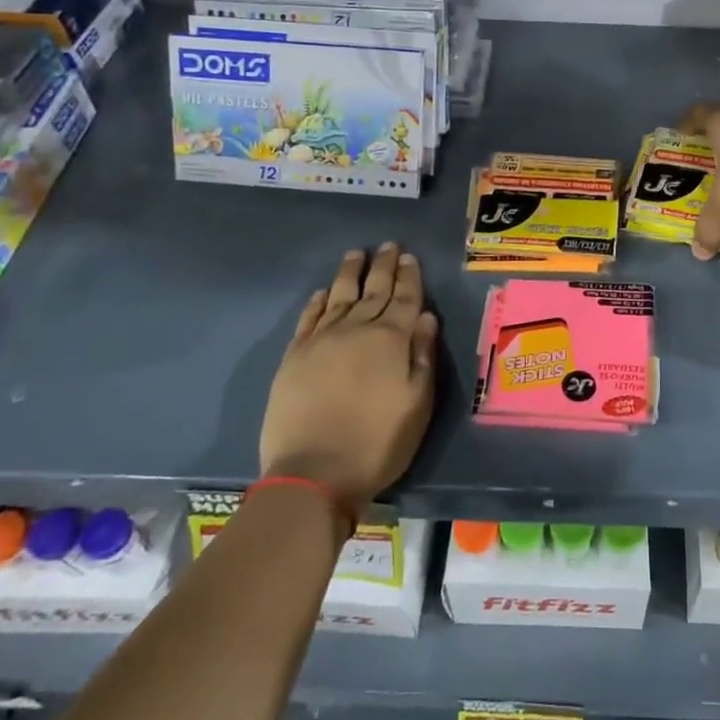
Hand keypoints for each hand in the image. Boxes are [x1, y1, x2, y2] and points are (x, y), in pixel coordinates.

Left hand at [258, 243, 438, 514]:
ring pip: (338, 295)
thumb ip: (422, 355)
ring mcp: (321, 340)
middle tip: (388, 245)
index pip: (404, 298)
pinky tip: (322, 292)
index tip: (409, 256)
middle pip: (373, 290)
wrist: (314, 473)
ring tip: (356, 254)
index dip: (409, 276)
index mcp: (391, 340)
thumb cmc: (378, 442)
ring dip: (349, 273)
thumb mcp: (418, 404)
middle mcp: (356, 329)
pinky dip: (317, 302)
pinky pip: (308, 318)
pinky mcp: (294, 356)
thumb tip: (425, 316)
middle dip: (383, 266)